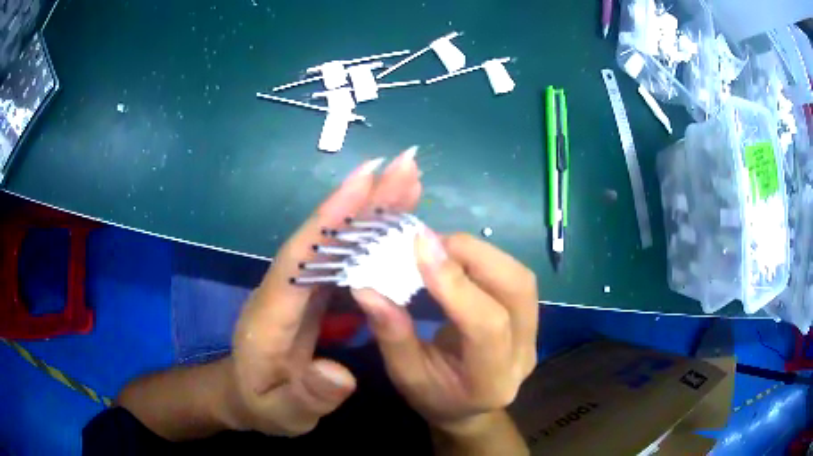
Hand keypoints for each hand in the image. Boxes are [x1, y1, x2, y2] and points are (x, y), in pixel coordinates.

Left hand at [228, 148, 421, 435]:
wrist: (245, 395)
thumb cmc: (263, 404)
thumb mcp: (283, 413)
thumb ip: (307, 397)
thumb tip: (340, 374)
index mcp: (272, 312)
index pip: (302, 256)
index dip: (332, 216)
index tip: (367, 178)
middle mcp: (286, 286)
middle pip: (324, 235)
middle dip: (363, 199)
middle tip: (405, 166)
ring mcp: (300, 285)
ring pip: (336, 239)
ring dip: (371, 207)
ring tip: (408, 181)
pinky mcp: (314, 289)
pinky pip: (344, 254)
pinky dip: (370, 232)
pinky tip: (394, 219)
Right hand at [353, 231, 537, 433]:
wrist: (469, 408)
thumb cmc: (434, 397)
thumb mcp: (405, 375)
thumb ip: (392, 334)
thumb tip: (367, 287)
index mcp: (491, 381)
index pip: (486, 326)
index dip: (455, 283)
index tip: (420, 246)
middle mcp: (523, 354)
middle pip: (517, 290)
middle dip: (473, 255)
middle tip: (429, 241)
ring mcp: (533, 334)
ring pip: (521, 278)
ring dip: (480, 252)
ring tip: (440, 246)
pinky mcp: (530, 318)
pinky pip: (515, 277)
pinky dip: (484, 258)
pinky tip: (456, 256)